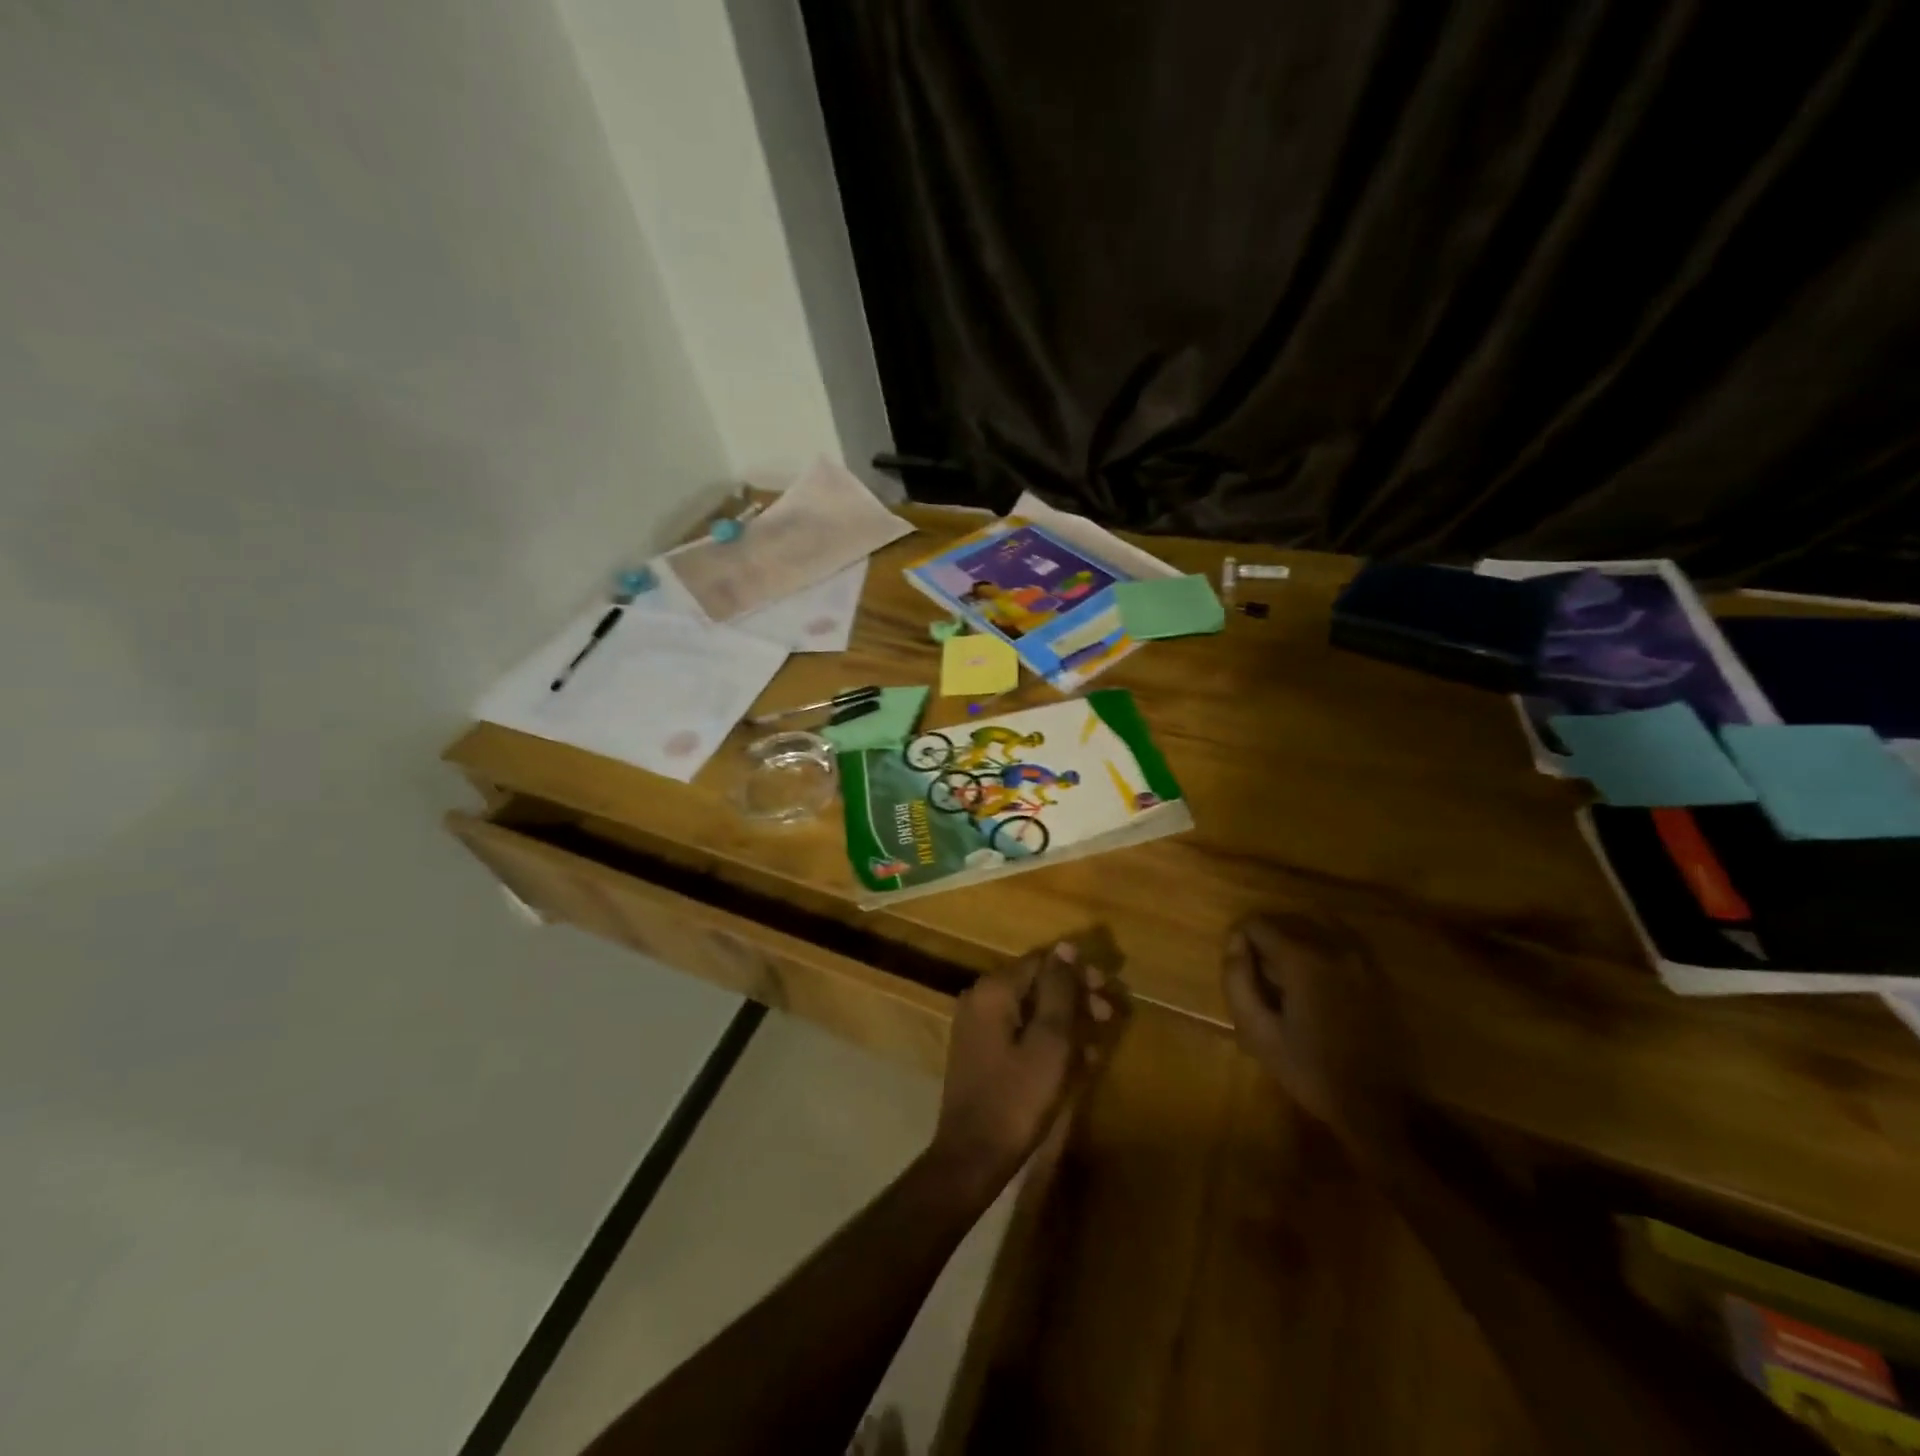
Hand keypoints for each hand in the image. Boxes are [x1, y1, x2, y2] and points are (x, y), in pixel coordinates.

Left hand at [927, 942, 1116, 1202]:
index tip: (1109, 991)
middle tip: (1108, 1014)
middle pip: (1035, 982)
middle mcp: (980, 998)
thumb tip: (1066, 947)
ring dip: (1065, 1019)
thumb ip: (1059, 991)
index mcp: (994, 990)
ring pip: (1030, 1008)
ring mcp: (977, 1026)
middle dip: (1074, 995)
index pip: (1042, 961)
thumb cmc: (1017, 1099)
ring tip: (1097, 1040)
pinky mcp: (981, 1051)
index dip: (1078, 972)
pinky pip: (1020, 1031)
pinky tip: (1075, 1059)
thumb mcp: (1050, 1042)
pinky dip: (1047, 1038)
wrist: (972, 1157)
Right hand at [1221, 911, 1409, 1169]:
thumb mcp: (1257, 1031)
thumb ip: (1237, 979)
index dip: (1239, 941)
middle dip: (1266, 939)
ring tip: (1286, 974)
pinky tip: (1315, 980)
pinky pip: (1340, 940)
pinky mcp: (1377, 973)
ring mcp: (1362, 958)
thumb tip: (1234, 941)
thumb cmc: (1309, 1070)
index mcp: (1303, 960)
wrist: (1375, 1106)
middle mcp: (1334, 947)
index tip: (1239, 969)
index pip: (1257, 924)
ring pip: (1315, 924)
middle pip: (1286, 920)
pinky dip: (1319, 946)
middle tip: (1259, 976)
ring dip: (1294, 939)